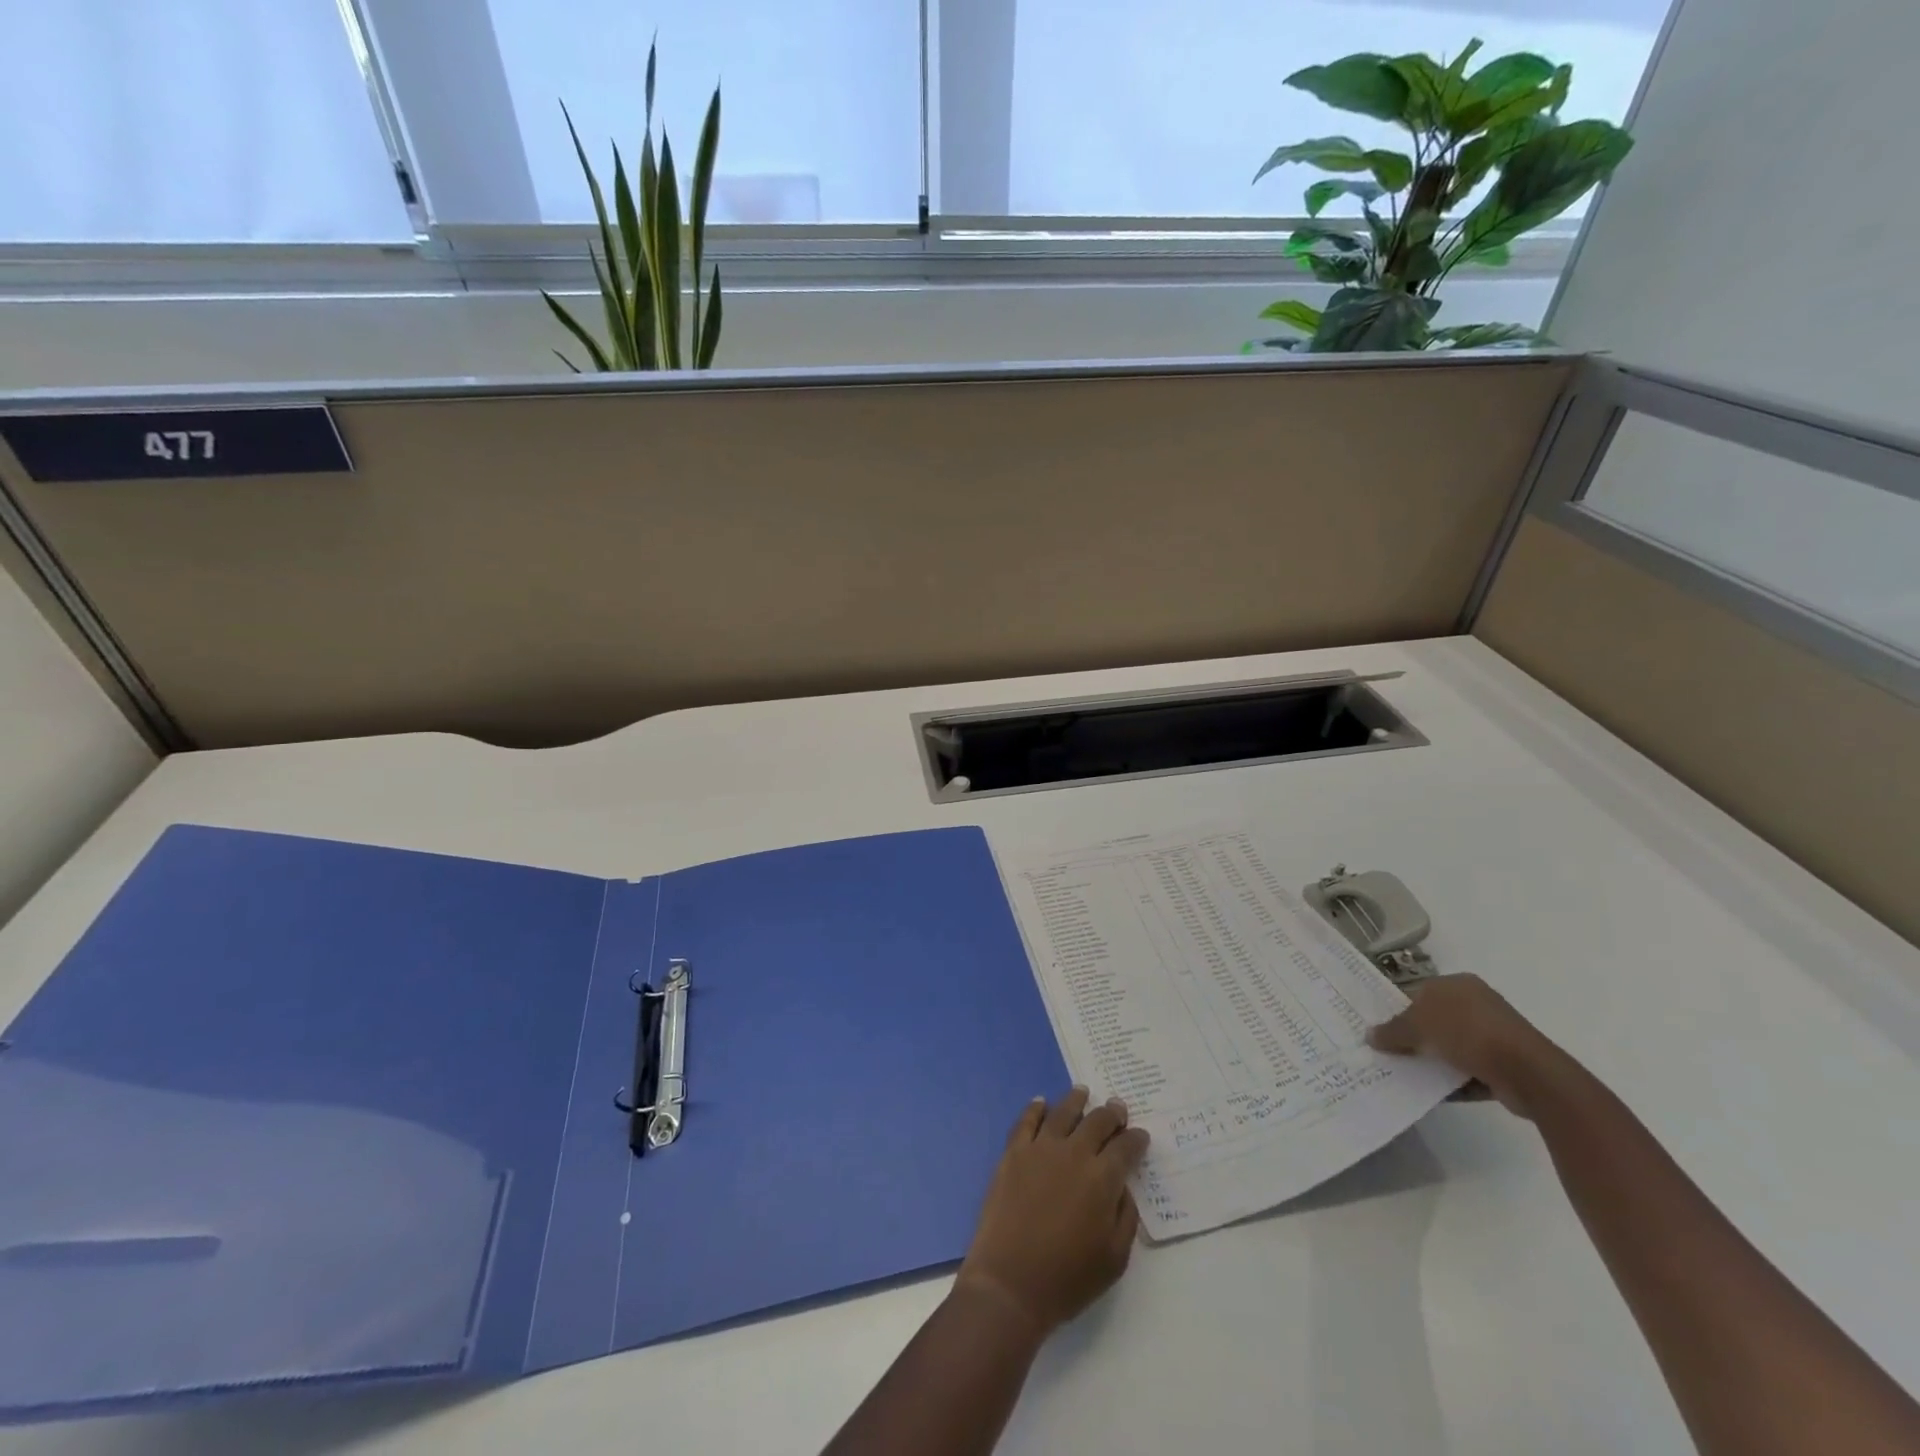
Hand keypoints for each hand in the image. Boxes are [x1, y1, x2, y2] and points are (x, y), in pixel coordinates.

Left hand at [955, 1088, 1149, 1337]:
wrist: (1010, 1283)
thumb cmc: (1068, 1278)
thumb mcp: (1115, 1259)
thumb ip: (1125, 1216)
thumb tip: (1122, 1186)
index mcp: (1102, 1179)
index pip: (1126, 1148)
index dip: (1136, 1140)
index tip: (1141, 1136)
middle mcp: (1074, 1153)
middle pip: (1097, 1122)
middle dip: (1112, 1114)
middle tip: (1118, 1108)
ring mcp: (1040, 1148)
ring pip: (1063, 1112)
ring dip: (1077, 1100)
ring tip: (1083, 1092)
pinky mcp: (1014, 1152)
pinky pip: (1026, 1120)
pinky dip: (1036, 1108)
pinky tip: (1041, 1102)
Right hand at [1366, 974, 1580, 1119]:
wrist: (1528, 1072)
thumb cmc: (1467, 1032)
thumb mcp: (1418, 1026)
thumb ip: (1392, 1031)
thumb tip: (1369, 1035)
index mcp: (1457, 985)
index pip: (1419, 993)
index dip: (1398, 1009)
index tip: (1380, 1029)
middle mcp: (1477, 1004)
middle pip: (1434, 1021)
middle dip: (1413, 1038)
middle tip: (1387, 1053)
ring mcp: (1494, 1036)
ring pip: (1451, 1047)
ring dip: (1432, 1062)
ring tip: (1404, 1075)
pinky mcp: (1504, 1065)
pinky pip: (1468, 1071)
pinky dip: (1451, 1081)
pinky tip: (1430, 1093)